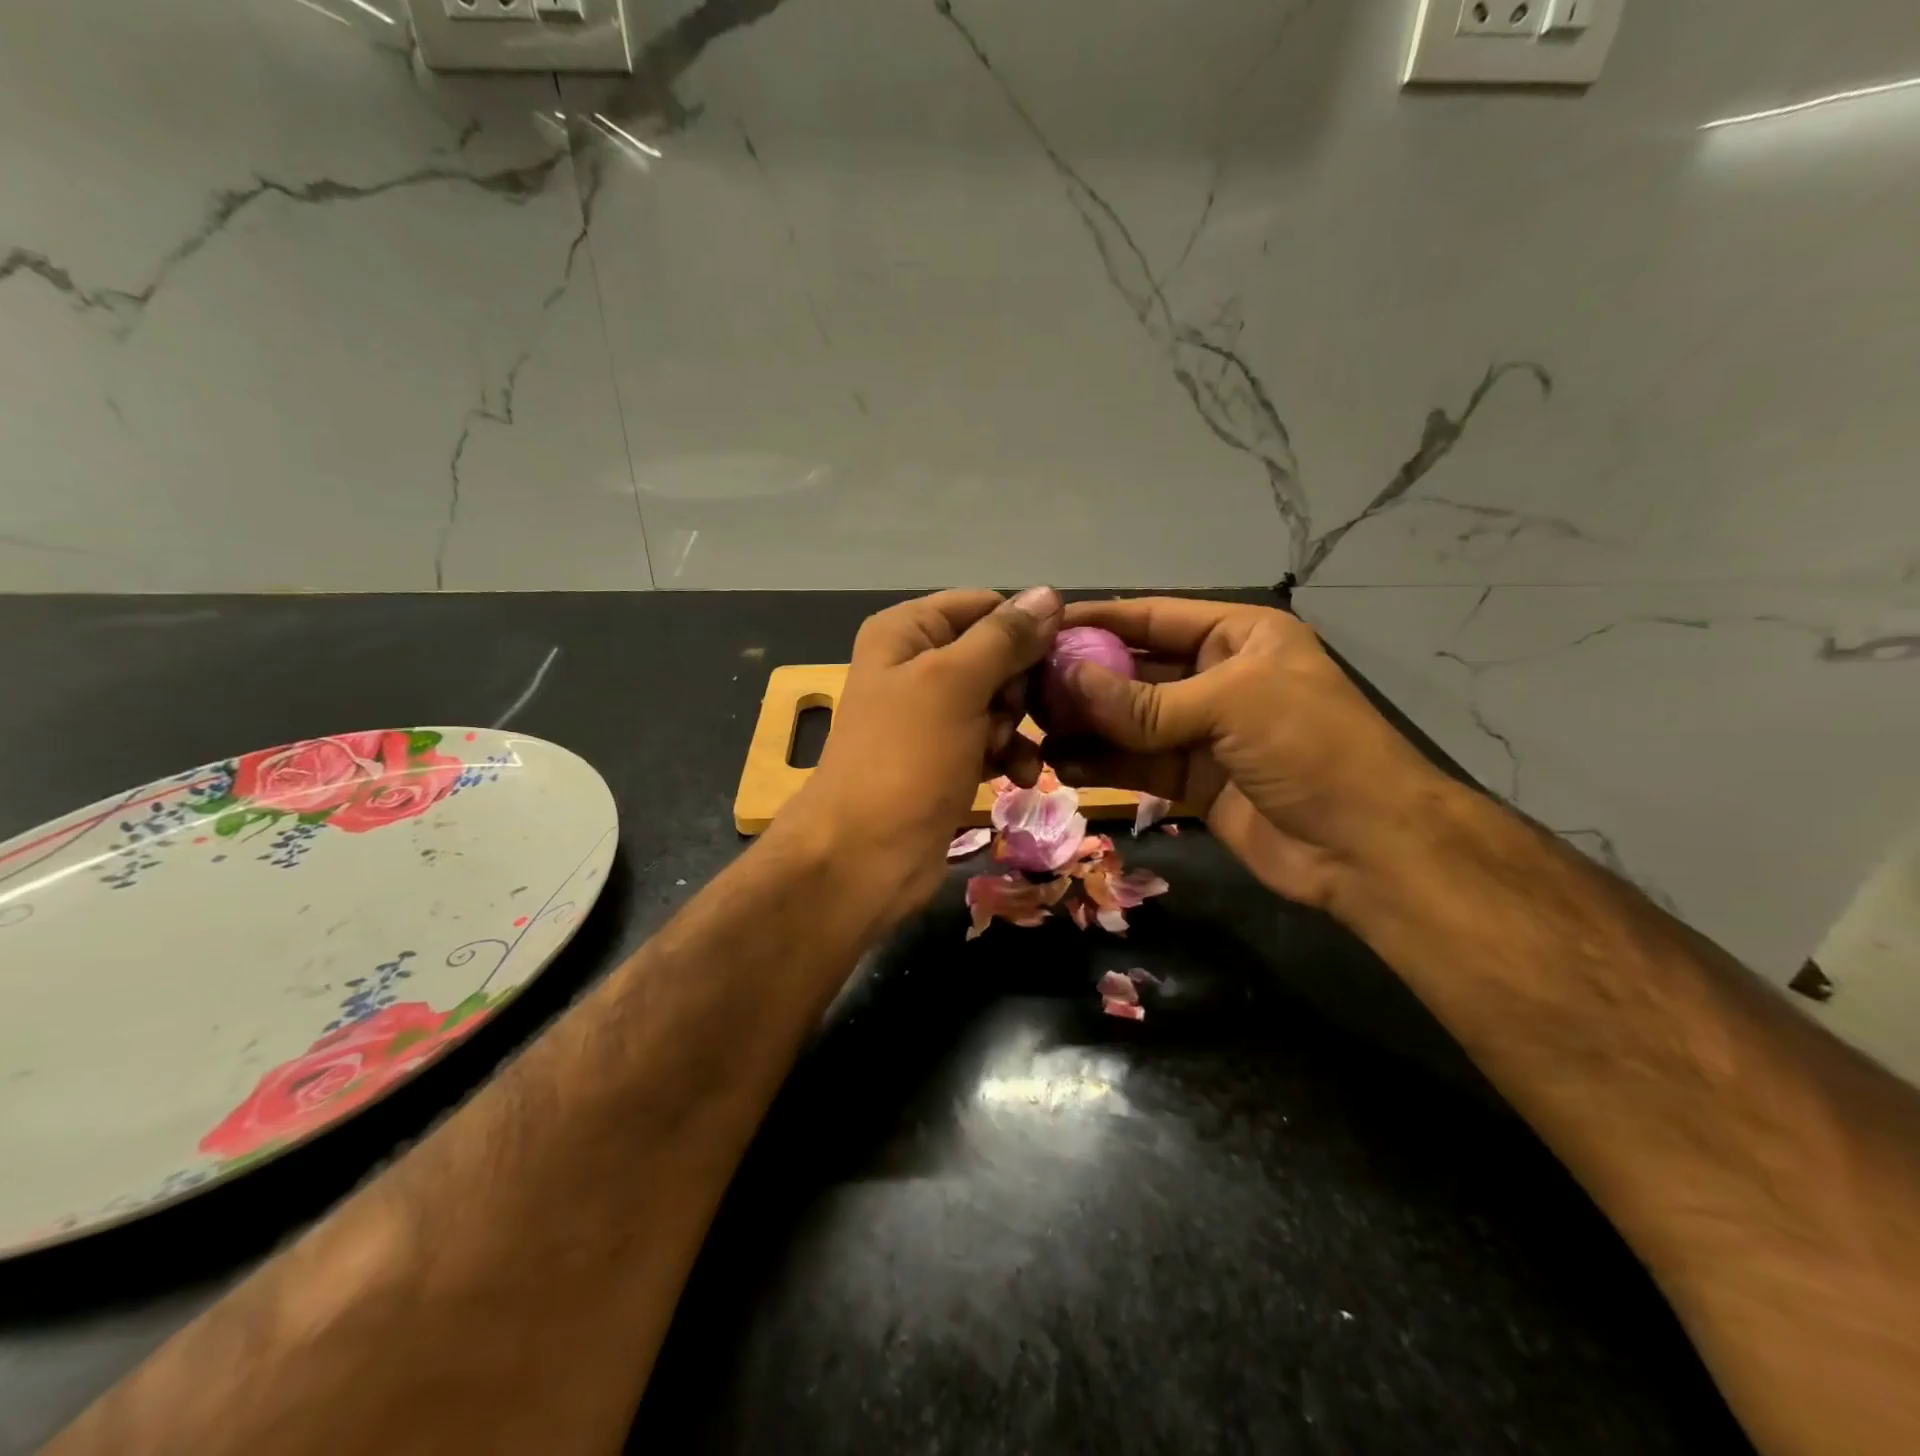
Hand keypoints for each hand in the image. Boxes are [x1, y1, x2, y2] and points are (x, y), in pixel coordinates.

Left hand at [784, 586, 1062, 917]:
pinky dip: (1010, 756)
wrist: (864, 856)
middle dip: (1017, 687)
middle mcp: (917, 665)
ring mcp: (931, 716)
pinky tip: (1021, 778)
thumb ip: (1003, 638)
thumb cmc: (905, 760)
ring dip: (1017, 726)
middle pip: (996, 654)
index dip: (1023, 629)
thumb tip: (1048, 594)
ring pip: (1000, 701)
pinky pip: (993, 741)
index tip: (1058, 660)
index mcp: (906, 632)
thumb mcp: (954, 686)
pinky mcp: (946, 758)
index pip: (984, 606)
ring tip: (1009, 754)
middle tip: (1013, 715)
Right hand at [1041, 597, 1456, 913]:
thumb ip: (1145, 701)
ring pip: (1130, 722)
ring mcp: (1204, 733)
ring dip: (1085, 724)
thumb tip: (1067, 680)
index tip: (1044, 627)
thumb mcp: (1232, 705)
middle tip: (1026, 686)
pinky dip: (1102, 764)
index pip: (1156, 617)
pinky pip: (1137, 764)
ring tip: (1033, 727)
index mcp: (1239, 637)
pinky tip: (1062, 764)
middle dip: (1084, 678)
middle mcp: (1217, 678)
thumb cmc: (1311, 748)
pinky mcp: (1193, 780)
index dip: (1101, 619)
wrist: (1366, 848)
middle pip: (1136, 670)